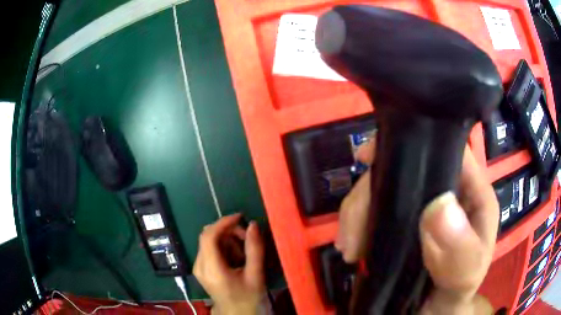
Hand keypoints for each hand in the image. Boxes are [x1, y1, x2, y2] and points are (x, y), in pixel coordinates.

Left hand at [193, 213, 264, 314]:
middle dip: (228, 232)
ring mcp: (198, 267)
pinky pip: (210, 249)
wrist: (237, 314)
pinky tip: (237, 258)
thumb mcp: (255, 275)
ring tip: (245, 253)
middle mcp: (199, 265)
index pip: (209, 236)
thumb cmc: (248, 298)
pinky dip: (224, 248)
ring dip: (228, 240)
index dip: (223, 222)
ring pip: (209, 241)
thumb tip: (253, 225)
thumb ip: (254, 249)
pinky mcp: (201, 269)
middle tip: (248, 239)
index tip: (240, 217)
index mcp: (211, 269)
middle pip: (208, 236)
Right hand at [336, 140, 498, 314]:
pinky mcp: (400, 223)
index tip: (369, 158)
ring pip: (383, 187)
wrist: (433, 314)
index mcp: (471, 193)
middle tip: (353, 233)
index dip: (414, 143)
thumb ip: (460, 250)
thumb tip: (438, 206)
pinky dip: (356, 224)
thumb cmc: (455, 295)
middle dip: (372, 190)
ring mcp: (420, 207)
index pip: (446, 148)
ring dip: (358, 213)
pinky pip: (373, 210)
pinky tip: (351, 248)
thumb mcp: (463, 278)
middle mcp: (446, 192)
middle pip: (405, 166)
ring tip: (349, 249)